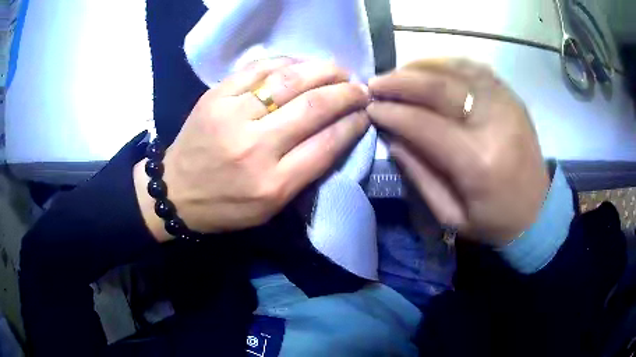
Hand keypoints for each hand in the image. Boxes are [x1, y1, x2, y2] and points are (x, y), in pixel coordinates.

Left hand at [134, 58, 369, 241]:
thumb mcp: (271, 207)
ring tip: (338, 69)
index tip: (365, 113)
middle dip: (346, 92)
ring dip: (322, 70)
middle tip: (360, 87)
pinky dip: (286, 61)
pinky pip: (257, 68)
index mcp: (274, 183)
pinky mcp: (215, 97)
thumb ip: (306, 172)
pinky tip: (301, 63)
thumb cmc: (226, 205)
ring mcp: (232, 116)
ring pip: (288, 80)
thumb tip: (338, 132)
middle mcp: (255, 147)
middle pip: (314, 107)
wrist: (176, 192)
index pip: (328, 143)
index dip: (353, 123)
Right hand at [367, 59, 548, 245]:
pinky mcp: (512, 99)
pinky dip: (448, 64)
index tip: (370, 108)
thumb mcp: (450, 215)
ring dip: (421, 67)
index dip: (393, 113)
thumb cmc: (493, 222)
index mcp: (477, 162)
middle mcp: (493, 124)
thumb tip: (393, 137)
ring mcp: (506, 104)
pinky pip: (475, 69)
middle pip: (439, 87)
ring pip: (456, 70)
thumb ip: (419, 175)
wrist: (538, 213)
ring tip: (398, 73)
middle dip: (400, 82)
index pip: (424, 124)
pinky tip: (430, 69)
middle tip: (376, 83)